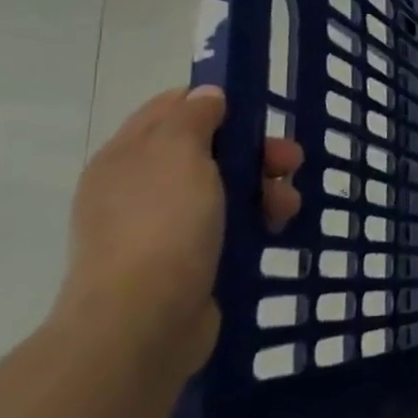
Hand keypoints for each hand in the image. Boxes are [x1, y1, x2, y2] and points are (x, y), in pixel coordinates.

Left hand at [53, 86, 302, 375]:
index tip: (258, 113)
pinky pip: (228, 224)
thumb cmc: (162, 225)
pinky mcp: (186, 259)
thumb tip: (206, 95)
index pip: (172, 107)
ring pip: (225, 188)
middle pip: (209, 148)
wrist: (144, 322)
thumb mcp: (179, 153)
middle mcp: (140, 186)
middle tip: (289, 162)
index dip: (216, 101)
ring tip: (287, 207)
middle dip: (255, 150)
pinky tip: (275, 229)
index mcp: (128, 155)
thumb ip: (194, 116)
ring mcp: (162, 225)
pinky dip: (255, 220)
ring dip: (264, 187)